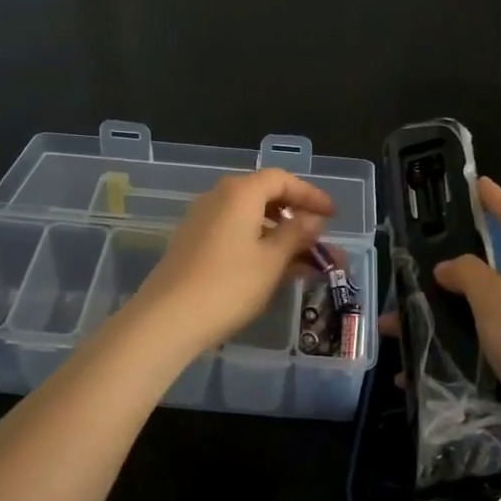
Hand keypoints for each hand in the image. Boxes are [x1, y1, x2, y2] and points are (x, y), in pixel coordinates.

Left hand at [131, 169, 334, 353]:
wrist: (167, 320)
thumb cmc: (228, 285)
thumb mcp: (272, 260)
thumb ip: (296, 234)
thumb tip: (312, 219)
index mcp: (240, 193)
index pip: (282, 180)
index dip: (310, 194)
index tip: (334, 215)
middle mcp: (218, 199)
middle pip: (265, 198)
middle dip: (298, 220)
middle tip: (322, 241)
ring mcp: (202, 222)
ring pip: (252, 221)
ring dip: (282, 239)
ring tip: (310, 265)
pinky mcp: (193, 246)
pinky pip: (236, 236)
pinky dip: (260, 248)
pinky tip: (279, 273)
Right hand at [432, 178, 500, 488]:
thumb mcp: (496, 297)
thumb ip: (467, 273)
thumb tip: (448, 268)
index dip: (496, 200)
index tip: (477, 184)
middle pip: (487, 274)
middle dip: (445, 276)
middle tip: (407, 276)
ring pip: (475, 317)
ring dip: (437, 322)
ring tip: (395, 330)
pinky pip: (478, 354)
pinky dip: (448, 359)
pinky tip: (414, 373)